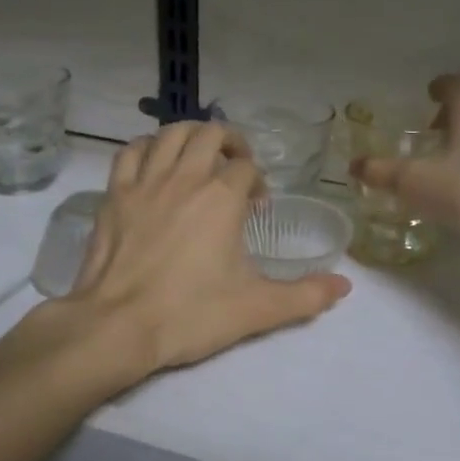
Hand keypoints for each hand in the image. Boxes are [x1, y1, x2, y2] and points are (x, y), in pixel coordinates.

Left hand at [69, 122, 351, 371]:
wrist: (118, 327)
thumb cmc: (190, 315)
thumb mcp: (256, 309)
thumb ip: (305, 296)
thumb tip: (345, 284)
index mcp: (221, 198)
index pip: (246, 167)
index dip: (256, 181)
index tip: (256, 208)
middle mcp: (185, 178)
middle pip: (210, 134)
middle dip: (230, 143)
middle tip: (235, 168)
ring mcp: (145, 182)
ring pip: (170, 134)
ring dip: (190, 136)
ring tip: (199, 156)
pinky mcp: (114, 194)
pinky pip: (131, 152)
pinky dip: (148, 148)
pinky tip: (155, 164)